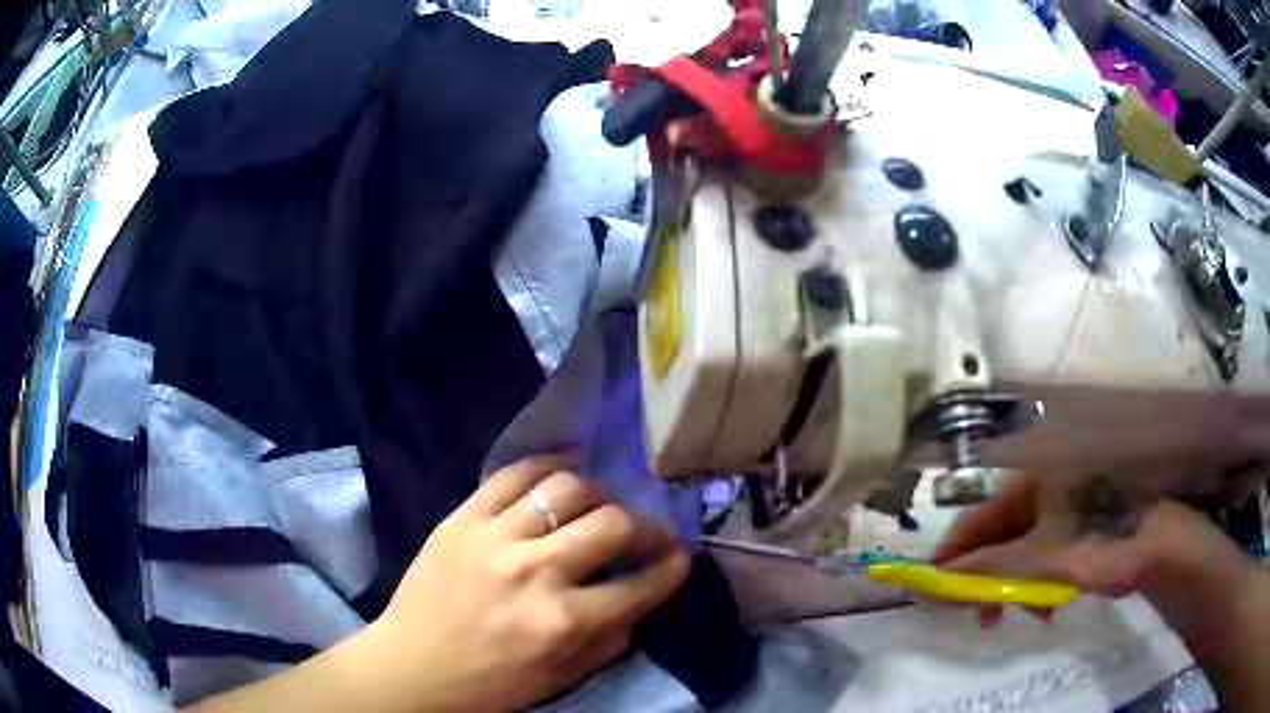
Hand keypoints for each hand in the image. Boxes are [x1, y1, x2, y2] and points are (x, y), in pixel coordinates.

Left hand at [367, 456, 689, 711]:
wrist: (412, 668)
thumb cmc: (490, 684)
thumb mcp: (562, 678)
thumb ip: (611, 638)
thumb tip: (642, 596)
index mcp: (563, 623)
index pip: (640, 584)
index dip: (671, 567)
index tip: (680, 556)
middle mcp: (535, 572)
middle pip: (611, 524)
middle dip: (646, 527)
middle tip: (649, 532)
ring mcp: (494, 538)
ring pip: (566, 489)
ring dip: (598, 495)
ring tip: (600, 507)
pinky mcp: (461, 518)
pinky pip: (510, 475)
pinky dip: (545, 466)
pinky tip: (562, 472)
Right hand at [931, 471, 1256, 627]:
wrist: (1181, 553)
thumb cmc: (1127, 541)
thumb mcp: (1064, 557)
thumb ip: (1005, 567)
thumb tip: (948, 578)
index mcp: (1051, 474)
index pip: (987, 510)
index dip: (958, 547)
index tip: (932, 584)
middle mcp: (1060, 483)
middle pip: (1003, 528)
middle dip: (984, 571)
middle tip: (973, 613)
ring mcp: (1076, 507)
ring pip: (1024, 545)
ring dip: (1010, 582)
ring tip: (1013, 616)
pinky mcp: (1089, 529)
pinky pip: (1047, 556)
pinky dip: (1036, 583)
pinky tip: (1045, 605)